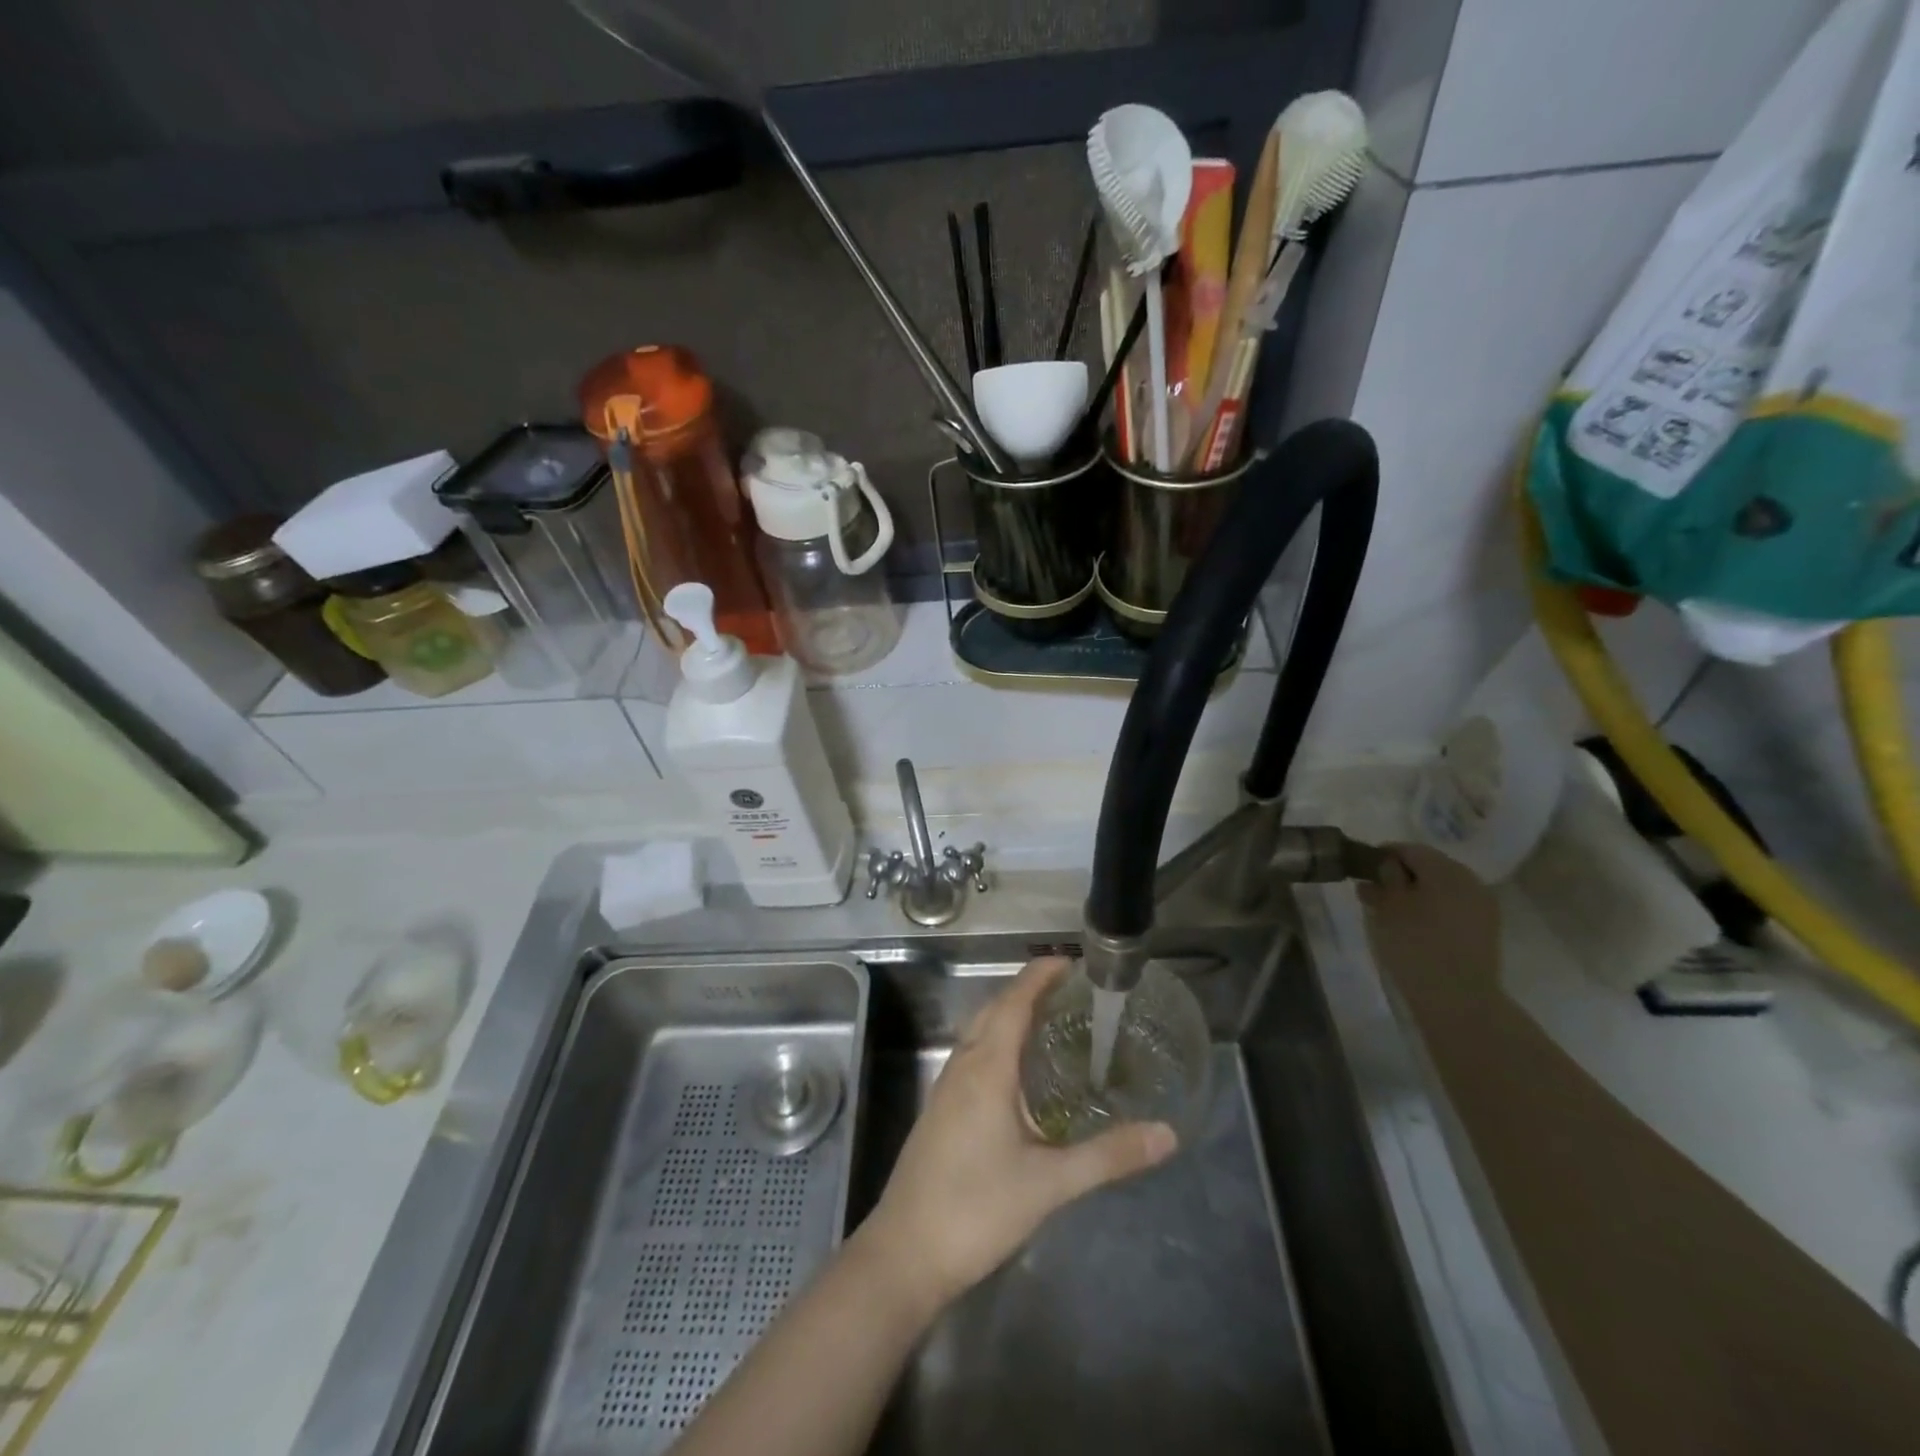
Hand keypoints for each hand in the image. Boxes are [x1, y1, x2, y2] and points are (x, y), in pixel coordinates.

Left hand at [857, 957, 1176, 1309]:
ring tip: (1051, 1023)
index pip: (1014, 1002)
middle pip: (994, 1010)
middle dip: (1028, 991)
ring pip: (979, 1033)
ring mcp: (946, 1088)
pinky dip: (997, 1043)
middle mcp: (963, 1066)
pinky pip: (972, 1056)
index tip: (1071, 962)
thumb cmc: (977, 1208)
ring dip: (1010, 1016)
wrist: (905, 1253)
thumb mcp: (1049, 1184)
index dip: (1040, 976)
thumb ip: (1108, 1156)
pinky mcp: (940, 1111)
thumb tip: (1167, 1134)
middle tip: (1071, 992)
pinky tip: (1019, 1075)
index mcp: (987, 1068)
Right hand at [1358, 843, 1501, 996]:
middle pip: (1429, 866)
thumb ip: (1382, 880)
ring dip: (1417, 893)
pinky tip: (1415, 927)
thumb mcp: (1386, 907)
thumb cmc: (1415, 945)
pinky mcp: (1486, 930)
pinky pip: (1453, 907)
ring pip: (1442, 888)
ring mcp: (1483, 906)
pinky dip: (1433, 910)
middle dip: (1400, 875)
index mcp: (1446, 869)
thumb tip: (1383, 866)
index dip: (1382, 855)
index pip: (1409, 849)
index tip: (1361, 870)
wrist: (1459, 999)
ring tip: (1392, 912)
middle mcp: (1470, 880)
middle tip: (1374, 893)